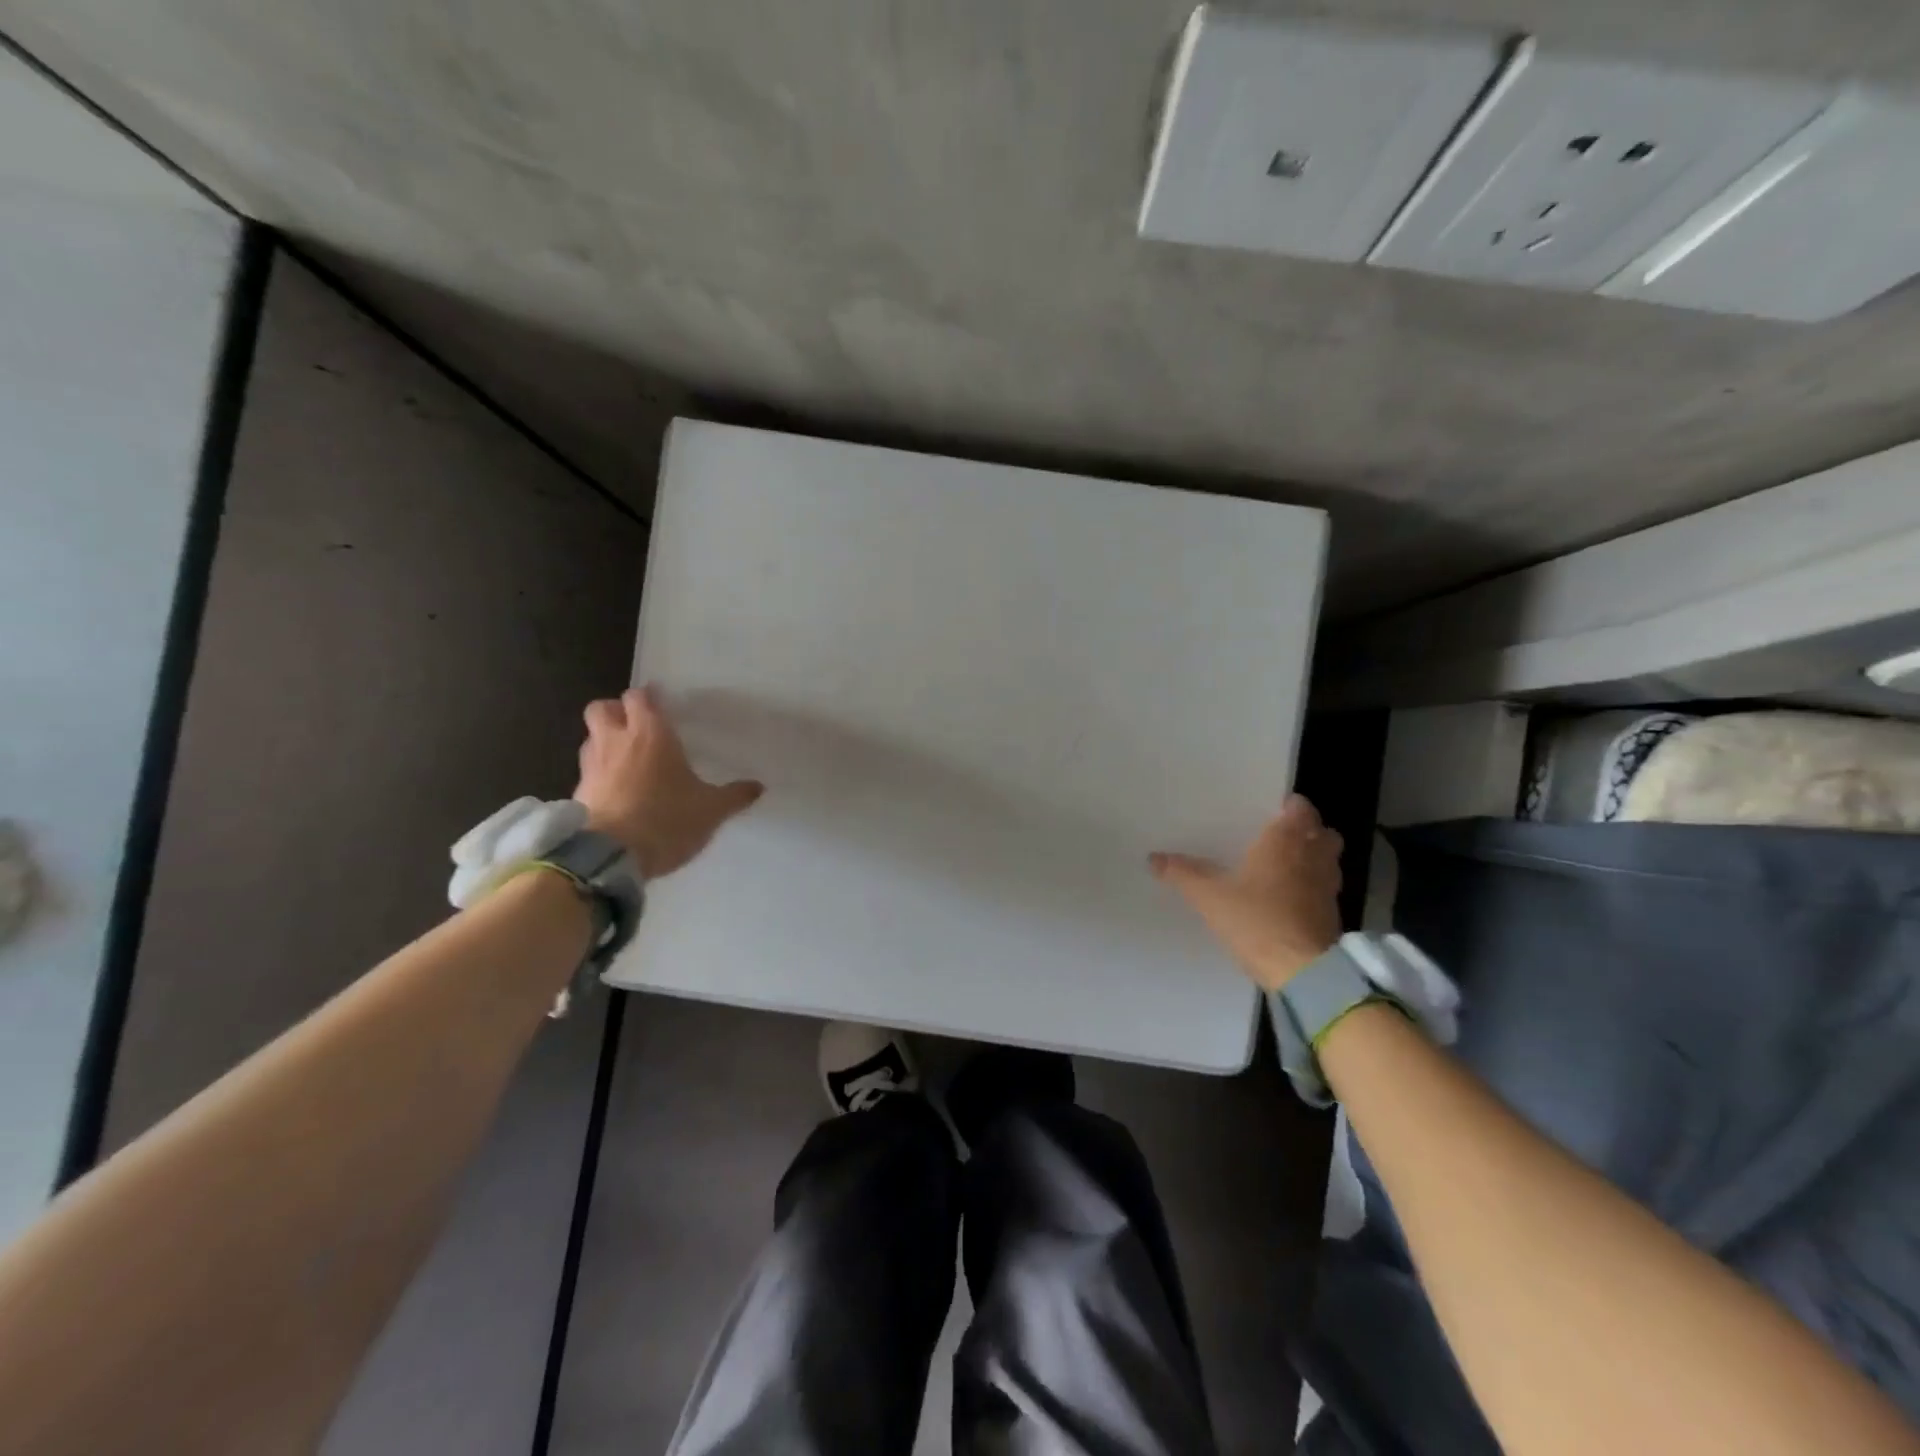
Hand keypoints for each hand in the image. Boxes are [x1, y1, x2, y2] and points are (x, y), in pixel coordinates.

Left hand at [574, 686, 763, 878]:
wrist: (611, 857)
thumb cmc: (667, 820)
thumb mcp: (711, 810)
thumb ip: (734, 796)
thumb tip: (758, 787)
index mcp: (651, 734)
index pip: (640, 697)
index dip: (648, 697)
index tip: (661, 704)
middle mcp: (616, 741)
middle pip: (602, 708)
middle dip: (616, 712)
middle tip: (637, 726)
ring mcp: (592, 766)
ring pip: (591, 738)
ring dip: (605, 742)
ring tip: (627, 760)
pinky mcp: (578, 793)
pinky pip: (588, 772)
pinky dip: (600, 774)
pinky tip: (618, 791)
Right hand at [1151, 794, 1343, 991]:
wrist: (1303, 971)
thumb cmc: (1256, 920)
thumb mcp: (1209, 897)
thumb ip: (1183, 874)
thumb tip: (1153, 857)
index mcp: (1286, 840)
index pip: (1300, 808)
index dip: (1289, 807)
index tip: (1269, 811)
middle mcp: (1313, 856)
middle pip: (1322, 831)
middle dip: (1306, 830)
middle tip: (1278, 837)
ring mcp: (1328, 886)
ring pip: (1328, 860)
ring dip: (1314, 858)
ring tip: (1284, 866)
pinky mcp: (1333, 915)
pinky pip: (1325, 888)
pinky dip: (1313, 886)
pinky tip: (1289, 897)